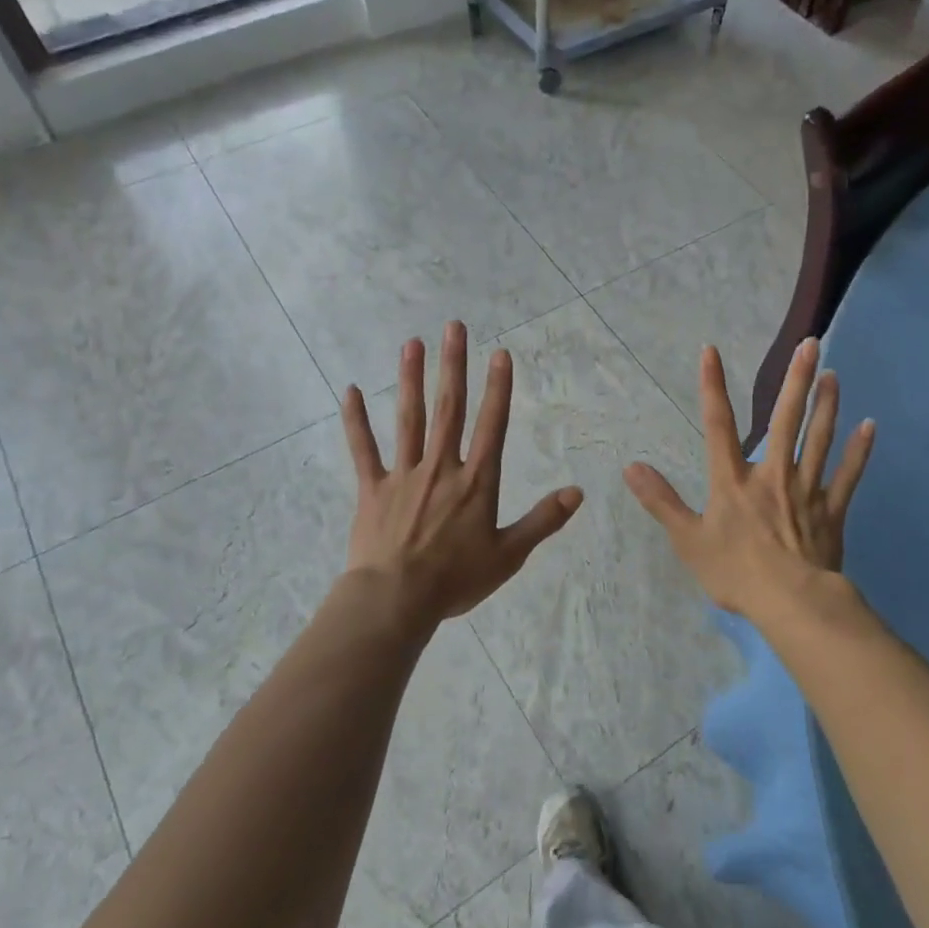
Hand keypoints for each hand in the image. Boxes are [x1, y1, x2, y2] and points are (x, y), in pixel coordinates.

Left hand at [341, 322, 582, 628]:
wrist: (396, 600)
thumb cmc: (456, 579)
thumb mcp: (509, 555)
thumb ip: (543, 520)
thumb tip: (578, 492)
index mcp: (477, 482)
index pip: (492, 425)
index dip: (498, 388)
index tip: (499, 354)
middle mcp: (441, 467)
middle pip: (449, 408)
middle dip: (453, 366)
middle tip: (454, 327)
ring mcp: (404, 475)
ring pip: (409, 419)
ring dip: (411, 379)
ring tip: (412, 344)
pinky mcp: (372, 489)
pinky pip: (363, 449)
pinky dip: (356, 421)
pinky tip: (351, 390)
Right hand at [624, 339, 873, 619]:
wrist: (791, 602)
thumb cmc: (735, 572)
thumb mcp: (687, 539)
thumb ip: (661, 501)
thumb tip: (631, 467)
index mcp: (733, 481)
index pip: (719, 425)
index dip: (713, 387)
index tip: (711, 351)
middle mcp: (772, 474)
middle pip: (785, 420)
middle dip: (796, 380)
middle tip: (811, 344)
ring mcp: (806, 490)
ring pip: (818, 439)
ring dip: (826, 405)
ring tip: (832, 374)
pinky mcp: (832, 511)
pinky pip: (848, 475)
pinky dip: (859, 451)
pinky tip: (869, 426)